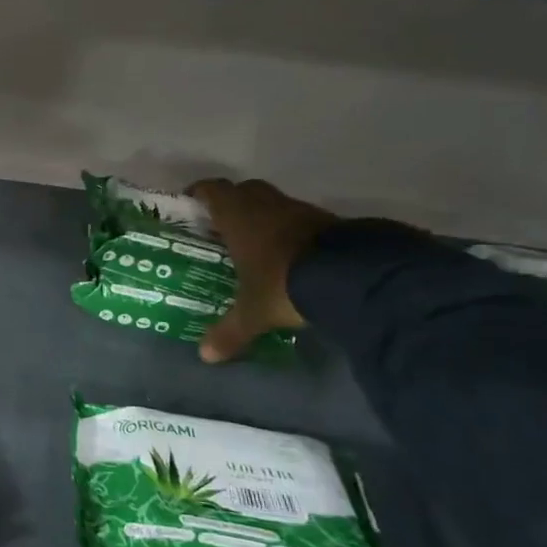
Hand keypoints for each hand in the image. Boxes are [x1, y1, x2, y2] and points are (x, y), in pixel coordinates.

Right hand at [189, 178, 339, 364]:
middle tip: (223, 227)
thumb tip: (205, 356)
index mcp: (239, 218)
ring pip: (276, 204)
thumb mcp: (253, 313)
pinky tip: (292, 256)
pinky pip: (304, 220)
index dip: (201, 193)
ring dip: (266, 217)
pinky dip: (294, 232)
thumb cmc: (284, 283)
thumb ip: (230, 331)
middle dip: (233, 204)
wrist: (356, 277)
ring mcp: (304, 212)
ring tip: (257, 245)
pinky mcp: (334, 223)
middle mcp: (268, 207)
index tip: (191, 204)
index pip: (213, 190)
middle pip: (245, 191)